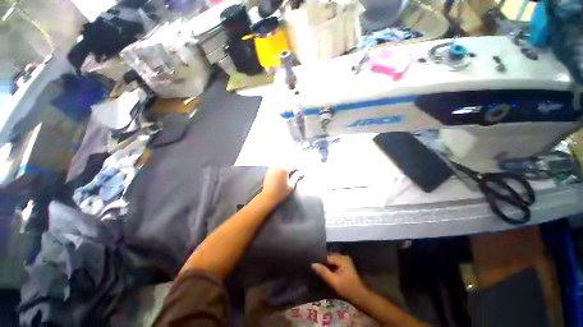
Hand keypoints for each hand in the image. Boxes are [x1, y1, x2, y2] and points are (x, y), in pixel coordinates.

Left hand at [260, 168, 302, 205]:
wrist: (268, 196)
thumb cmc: (281, 192)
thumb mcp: (291, 185)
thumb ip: (297, 177)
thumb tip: (302, 172)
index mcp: (284, 169)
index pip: (294, 166)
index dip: (298, 169)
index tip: (300, 173)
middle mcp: (278, 166)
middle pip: (287, 164)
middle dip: (291, 168)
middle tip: (295, 173)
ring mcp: (272, 168)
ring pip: (281, 164)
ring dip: (285, 167)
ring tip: (288, 174)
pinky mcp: (268, 171)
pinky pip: (276, 167)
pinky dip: (280, 169)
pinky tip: (281, 174)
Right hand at [312, 254, 368, 301]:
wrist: (361, 297)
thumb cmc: (348, 289)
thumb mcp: (334, 282)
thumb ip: (324, 272)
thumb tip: (313, 264)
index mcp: (342, 258)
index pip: (327, 256)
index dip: (319, 260)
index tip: (311, 263)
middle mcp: (343, 256)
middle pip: (329, 257)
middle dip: (322, 261)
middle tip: (313, 266)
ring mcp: (344, 260)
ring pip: (331, 260)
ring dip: (325, 264)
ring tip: (316, 268)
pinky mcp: (345, 265)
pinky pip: (334, 263)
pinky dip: (329, 266)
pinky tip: (324, 271)